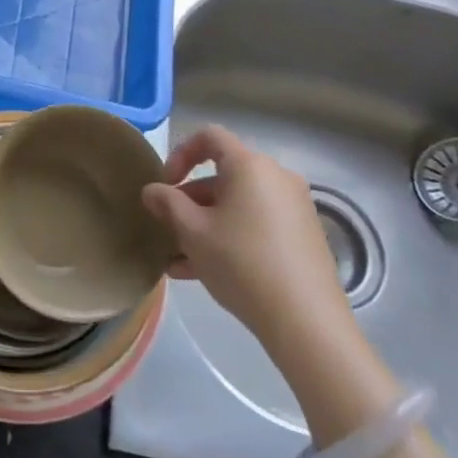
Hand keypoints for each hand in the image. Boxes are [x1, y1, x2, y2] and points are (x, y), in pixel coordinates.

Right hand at [142, 126, 351, 343]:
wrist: (306, 320)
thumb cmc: (241, 262)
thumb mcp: (193, 232)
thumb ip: (168, 204)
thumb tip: (152, 190)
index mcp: (249, 165)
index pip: (209, 137)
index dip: (180, 154)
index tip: (166, 185)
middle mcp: (276, 177)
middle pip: (224, 175)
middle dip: (190, 199)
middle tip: (169, 228)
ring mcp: (294, 207)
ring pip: (238, 205)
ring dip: (206, 224)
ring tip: (179, 259)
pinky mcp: (303, 236)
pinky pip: (257, 224)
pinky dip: (231, 237)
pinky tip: (204, 273)